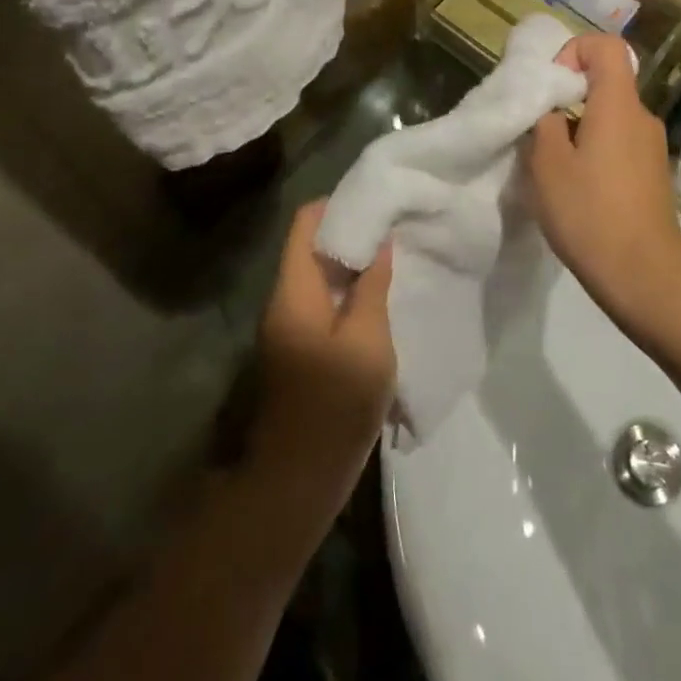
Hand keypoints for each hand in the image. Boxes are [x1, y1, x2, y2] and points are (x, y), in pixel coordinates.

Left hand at [248, 202, 394, 521]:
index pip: (305, 223)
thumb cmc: (335, 404)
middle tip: (395, 226)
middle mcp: (285, 300)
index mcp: (294, 290)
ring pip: (320, 275)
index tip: (378, 200)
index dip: (338, 204)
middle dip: (351, 232)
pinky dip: (349, 291)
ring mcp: (290, 326)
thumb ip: (372, 286)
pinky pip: (324, 302)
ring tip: (394, 254)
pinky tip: (382, 295)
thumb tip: (379, 242)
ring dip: (353, 263)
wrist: (298, 480)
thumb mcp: (367, 341)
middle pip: (312, 246)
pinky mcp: (301, 349)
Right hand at [529, 34, 680, 336]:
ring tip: (553, 167)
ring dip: (578, 129)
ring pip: (609, 117)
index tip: (549, 87)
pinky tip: (577, 189)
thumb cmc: (590, 213)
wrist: (644, 275)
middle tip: (538, 131)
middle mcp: (641, 116)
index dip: (573, 52)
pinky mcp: (652, 173)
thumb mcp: (547, 165)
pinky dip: (594, 151)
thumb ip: (543, 124)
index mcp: (618, 104)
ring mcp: (651, 146)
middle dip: (567, 97)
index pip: (605, 46)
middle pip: (605, 82)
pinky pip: (619, 143)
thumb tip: (549, 110)